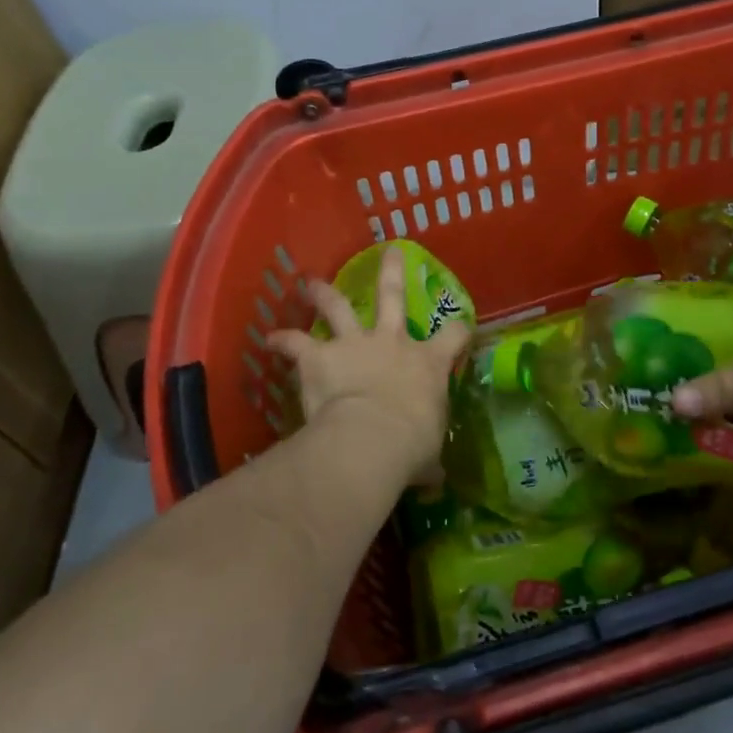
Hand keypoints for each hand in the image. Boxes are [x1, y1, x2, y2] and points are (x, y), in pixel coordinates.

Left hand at [266, 245, 470, 482]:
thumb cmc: (411, 444)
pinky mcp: (321, 357)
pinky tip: (270, 339)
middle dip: (393, 272)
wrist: (373, 437)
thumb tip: (435, 481)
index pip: (454, 336)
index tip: (461, 327)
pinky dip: (283, 340)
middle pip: (394, 297)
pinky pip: (297, 343)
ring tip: (309, 282)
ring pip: (339, 307)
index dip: (460, 330)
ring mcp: (355, 344)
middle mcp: (393, 342)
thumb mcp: (428, 455)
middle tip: (389, 251)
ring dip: (323, 292)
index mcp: (427, 363)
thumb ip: (429, 463)